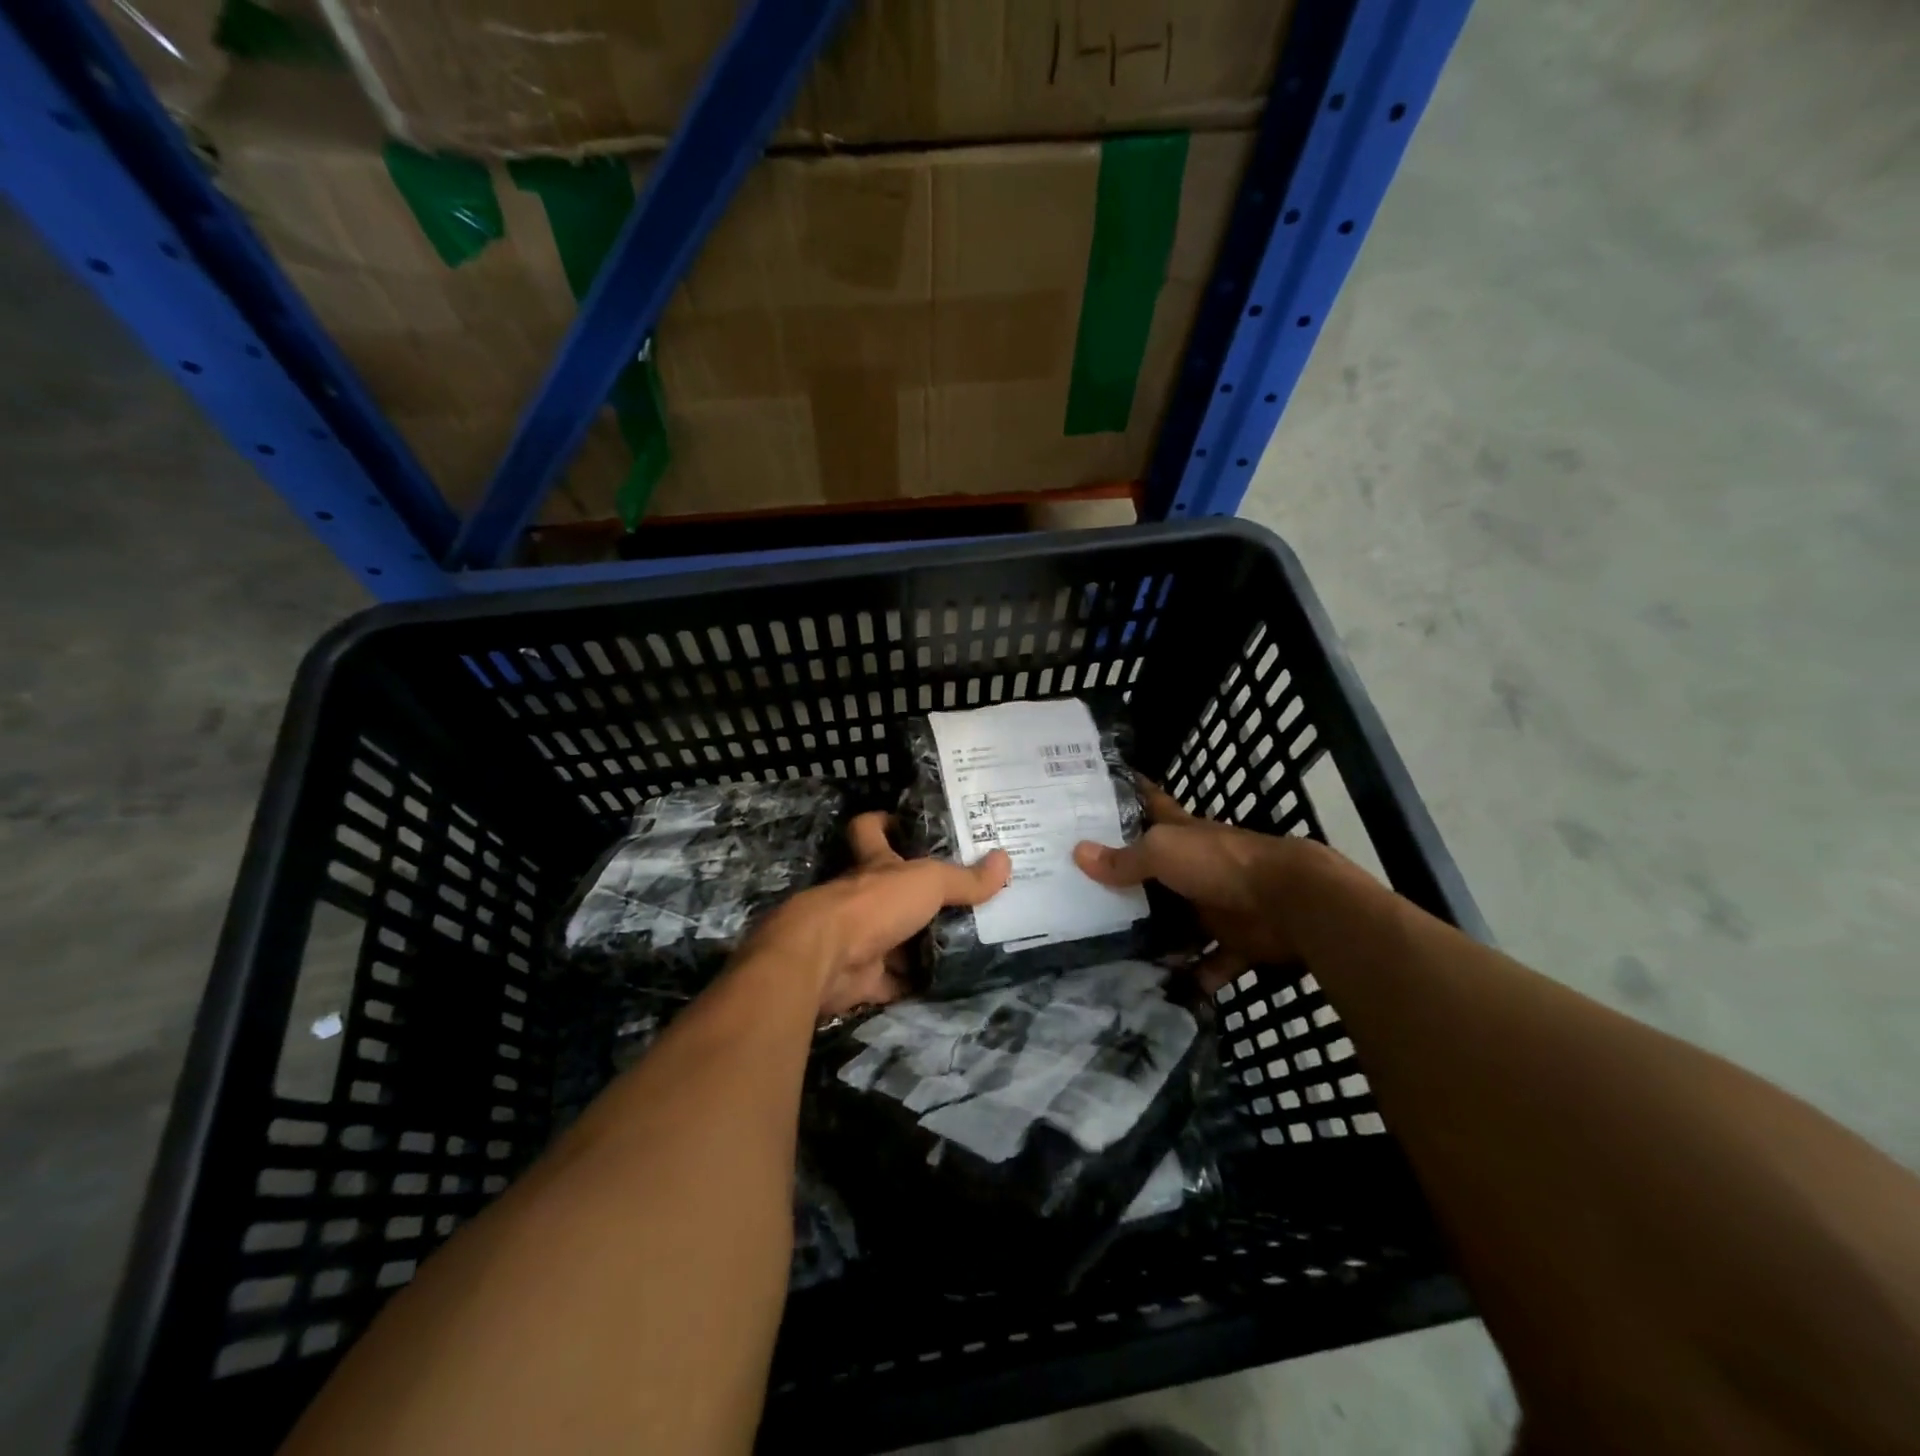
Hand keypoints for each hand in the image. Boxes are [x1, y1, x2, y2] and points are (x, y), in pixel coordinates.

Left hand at [753, 812, 1010, 1015]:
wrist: (826, 961)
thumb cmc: (874, 904)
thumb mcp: (928, 882)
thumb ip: (965, 878)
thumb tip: (1006, 860)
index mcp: (874, 864)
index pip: (870, 829)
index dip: (884, 821)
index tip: (907, 823)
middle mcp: (863, 897)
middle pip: (892, 889)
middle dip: (922, 895)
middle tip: (966, 895)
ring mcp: (861, 938)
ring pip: (897, 938)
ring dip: (923, 942)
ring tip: (971, 939)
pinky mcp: (863, 977)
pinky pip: (896, 980)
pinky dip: (917, 982)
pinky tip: (950, 981)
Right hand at [1074, 781, 1343, 991]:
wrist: (1289, 901)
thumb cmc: (1218, 863)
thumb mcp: (1162, 852)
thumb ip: (1123, 859)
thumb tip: (1077, 853)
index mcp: (1182, 834)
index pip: (1151, 804)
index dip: (1129, 794)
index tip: (1098, 791)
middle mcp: (1197, 866)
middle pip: (1157, 871)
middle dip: (1128, 880)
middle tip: (1083, 892)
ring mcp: (1218, 904)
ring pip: (1180, 921)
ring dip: (1157, 936)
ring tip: (1112, 951)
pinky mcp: (1237, 940)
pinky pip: (1211, 963)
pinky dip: (1195, 976)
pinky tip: (1165, 987)